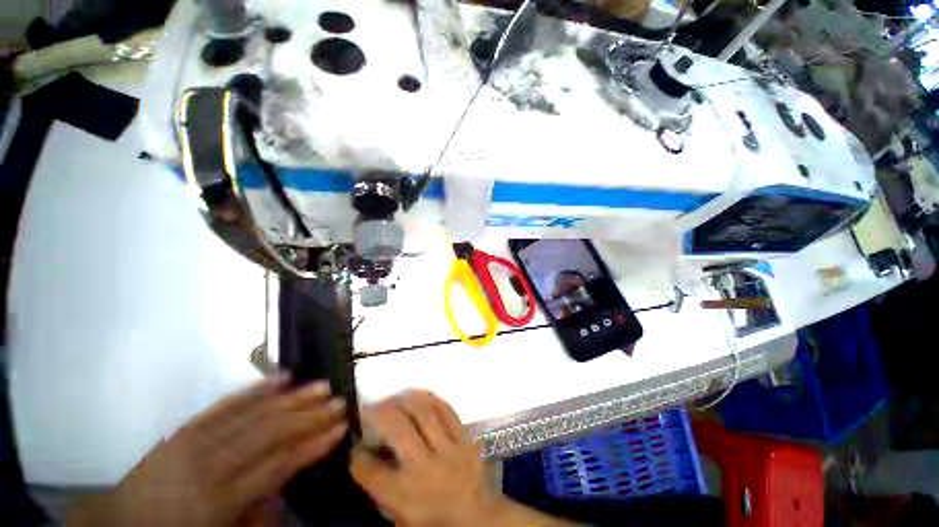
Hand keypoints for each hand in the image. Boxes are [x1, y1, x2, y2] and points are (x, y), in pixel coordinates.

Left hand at [69, 375, 347, 526]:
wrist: (122, 522)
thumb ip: (258, 513)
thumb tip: (287, 482)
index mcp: (220, 498)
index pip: (278, 464)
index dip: (312, 445)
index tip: (339, 429)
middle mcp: (210, 463)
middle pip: (270, 432)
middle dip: (309, 415)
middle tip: (338, 401)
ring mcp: (196, 440)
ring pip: (253, 412)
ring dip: (292, 397)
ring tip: (321, 385)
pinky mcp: (187, 427)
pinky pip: (226, 403)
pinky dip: (257, 389)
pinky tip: (281, 377)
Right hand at [350, 390, 498, 526]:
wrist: (477, 518)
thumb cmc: (433, 519)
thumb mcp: (399, 515)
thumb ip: (380, 486)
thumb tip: (365, 453)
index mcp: (406, 495)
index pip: (371, 471)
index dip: (357, 455)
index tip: (354, 444)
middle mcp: (426, 468)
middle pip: (399, 430)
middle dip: (380, 414)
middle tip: (370, 407)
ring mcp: (449, 449)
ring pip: (423, 413)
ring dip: (404, 401)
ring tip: (392, 398)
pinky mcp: (465, 437)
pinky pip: (446, 409)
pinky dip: (429, 398)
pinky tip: (417, 394)